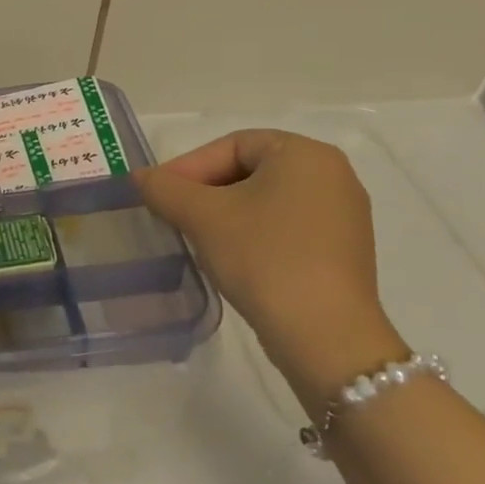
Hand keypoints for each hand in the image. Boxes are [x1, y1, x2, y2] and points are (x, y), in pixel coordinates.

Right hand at [134, 130, 403, 404]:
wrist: (326, 338)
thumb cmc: (263, 258)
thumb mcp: (201, 216)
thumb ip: (164, 187)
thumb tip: (140, 177)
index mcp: (305, 154)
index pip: (232, 145)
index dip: (189, 167)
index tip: (160, 194)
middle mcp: (333, 174)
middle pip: (250, 169)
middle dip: (206, 190)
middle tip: (173, 213)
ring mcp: (344, 214)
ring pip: (266, 199)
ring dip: (226, 213)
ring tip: (196, 236)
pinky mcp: (343, 250)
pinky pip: (287, 225)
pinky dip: (254, 233)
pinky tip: (232, 257)